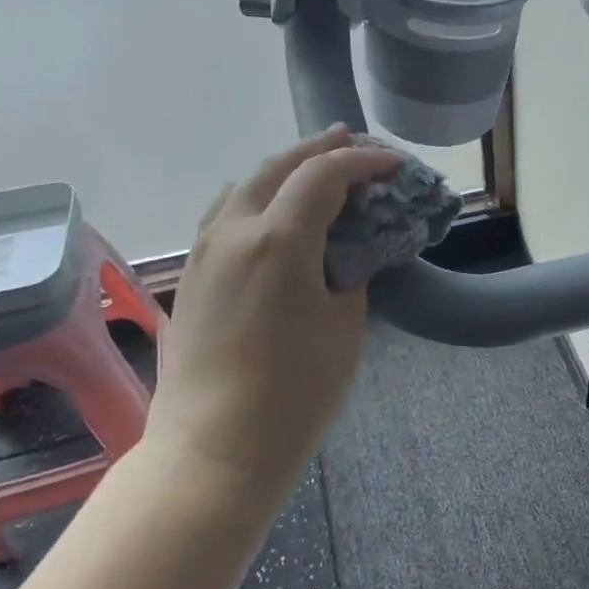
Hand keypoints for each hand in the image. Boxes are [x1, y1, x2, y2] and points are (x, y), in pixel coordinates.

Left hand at [143, 127, 401, 504]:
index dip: (365, 162)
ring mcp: (204, 250)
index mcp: (279, 238)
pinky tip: (271, 210)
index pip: (325, 175)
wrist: (216, 446)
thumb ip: (351, 272)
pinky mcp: (192, 275)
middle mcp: (234, 230)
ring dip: (284, 168)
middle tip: (355, 142)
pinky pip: (225, 214)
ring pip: (244, 185)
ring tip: (315, 166)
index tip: (396, 165)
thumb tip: (349, 250)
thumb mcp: (346, 326)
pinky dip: (256, 196)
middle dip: (321, 149)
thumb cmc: (296, 391)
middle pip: (278, 166)